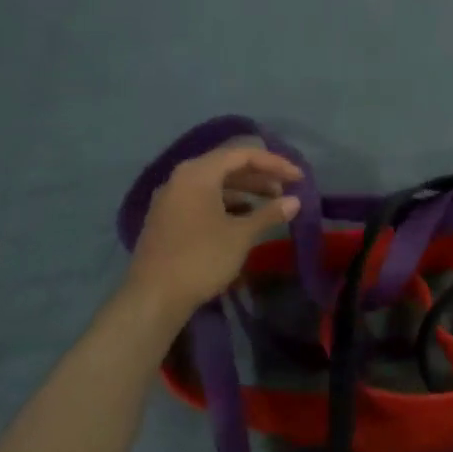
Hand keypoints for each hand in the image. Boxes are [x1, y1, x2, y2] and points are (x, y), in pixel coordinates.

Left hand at [121, 144, 303, 321]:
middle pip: (227, 166)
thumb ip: (269, 213)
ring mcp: (171, 199)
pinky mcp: (167, 218)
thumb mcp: (241, 235)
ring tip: (270, 204)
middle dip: (260, 176)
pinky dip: (227, 203)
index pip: (242, 154)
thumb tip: (295, 201)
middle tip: (287, 190)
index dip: (275, 163)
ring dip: (245, 190)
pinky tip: (243, 218)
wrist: (154, 297)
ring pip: (214, 184)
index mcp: (198, 173)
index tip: (299, 178)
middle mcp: (181, 178)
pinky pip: (202, 199)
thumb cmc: (201, 259)